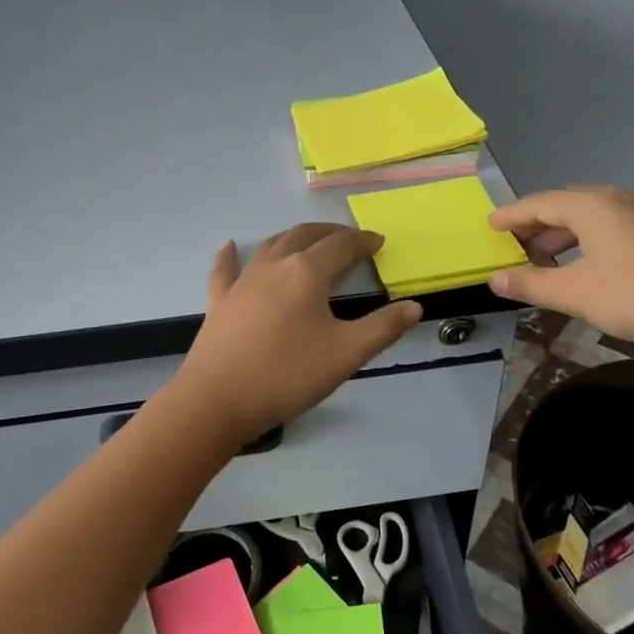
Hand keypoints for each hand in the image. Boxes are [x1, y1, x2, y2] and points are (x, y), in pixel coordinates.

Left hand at [173, 224, 423, 440]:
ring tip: (306, 242)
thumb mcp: (346, 354)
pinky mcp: (219, 302)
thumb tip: (414, 307)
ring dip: (292, 238)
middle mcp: (274, 266)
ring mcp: (242, 282)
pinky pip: (225, 270)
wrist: (219, 399)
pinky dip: (229, 255)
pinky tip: (227, 246)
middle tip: (348, 240)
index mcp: (307, 273)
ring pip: (269, 246)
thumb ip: (383, 328)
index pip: (340, 246)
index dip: (362, 241)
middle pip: (304, 236)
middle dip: (329, 234)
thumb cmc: (288, 375)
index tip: (378, 242)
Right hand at [487, 186, 633, 366]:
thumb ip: (531, 284)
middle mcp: (621, 200)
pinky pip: (615, 227)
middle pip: (568, 205)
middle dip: (538, 224)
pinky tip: (587, 267)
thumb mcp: (575, 293)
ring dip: (565, 235)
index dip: (512, 215)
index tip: (490, 225)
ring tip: (545, 260)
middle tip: (514, 245)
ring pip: (594, 217)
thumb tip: (495, 280)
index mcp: (594, 205)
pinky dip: (590, 241)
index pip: (540, 203)